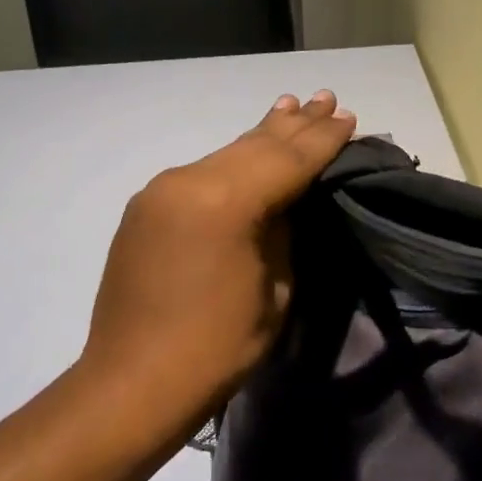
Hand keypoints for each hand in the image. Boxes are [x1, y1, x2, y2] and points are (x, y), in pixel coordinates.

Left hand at [79, 91, 356, 449]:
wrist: (133, 383)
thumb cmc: (217, 347)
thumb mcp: (274, 290)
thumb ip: (281, 233)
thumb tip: (282, 203)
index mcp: (225, 202)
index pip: (287, 159)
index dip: (322, 139)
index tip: (348, 117)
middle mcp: (188, 181)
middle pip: (254, 145)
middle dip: (294, 124)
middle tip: (326, 98)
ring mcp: (160, 191)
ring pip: (225, 154)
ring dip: (262, 135)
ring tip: (290, 107)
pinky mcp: (146, 208)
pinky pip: (201, 174)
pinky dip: (231, 161)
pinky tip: (247, 149)